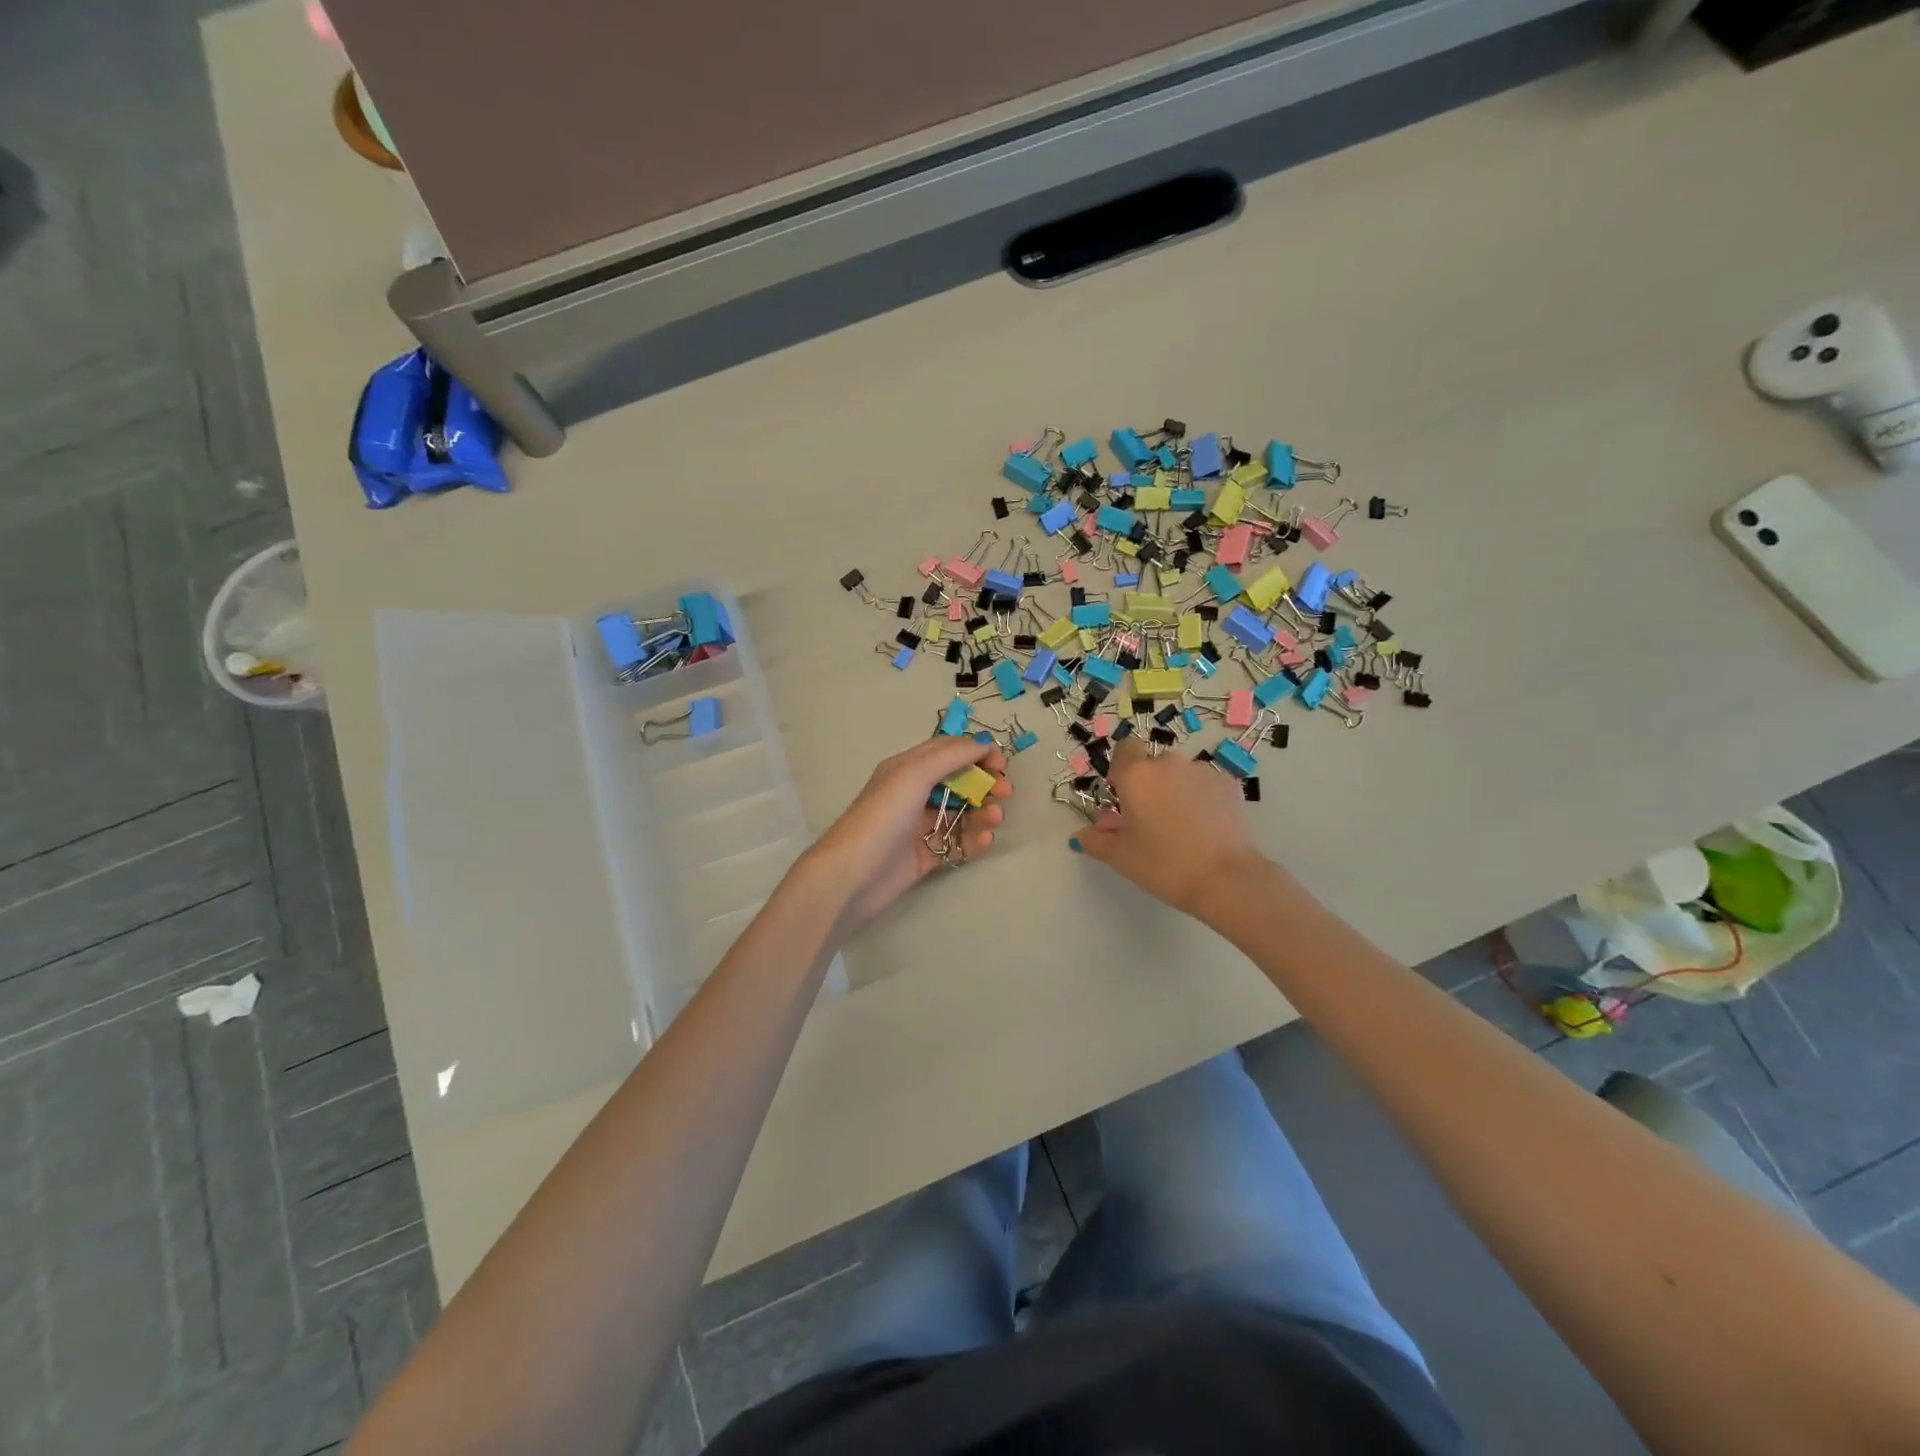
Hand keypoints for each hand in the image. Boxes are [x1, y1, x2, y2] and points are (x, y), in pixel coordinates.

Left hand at [806, 736, 1012, 929]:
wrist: (852, 875)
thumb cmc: (882, 817)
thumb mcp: (914, 774)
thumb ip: (950, 756)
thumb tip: (981, 743)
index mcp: (907, 768)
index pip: (948, 750)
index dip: (976, 752)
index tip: (1000, 763)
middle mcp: (913, 793)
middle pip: (958, 781)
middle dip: (985, 783)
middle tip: (1006, 792)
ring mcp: (919, 826)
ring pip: (961, 812)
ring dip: (983, 811)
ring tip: (996, 819)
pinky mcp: (925, 856)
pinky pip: (956, 842)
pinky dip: (974, 840)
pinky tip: (985, 841)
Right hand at [1071, 739, 1265, 919]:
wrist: (1227, 879)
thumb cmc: (1165, 865)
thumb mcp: (1121, 857)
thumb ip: (1096, 840)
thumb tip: (1083, 834)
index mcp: (1137, 775)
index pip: (1124, 749)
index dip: (1121, 769)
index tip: (1123, 797)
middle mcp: (1170, 763)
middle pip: (1153, 764)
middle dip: (1150, 785)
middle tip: (1151, 820)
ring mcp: (1203, 771)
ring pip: (1181, 775)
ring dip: (1177, 791)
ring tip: (1184, 828)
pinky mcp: (1230, 785)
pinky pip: (1206, 785)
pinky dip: (1202, 799)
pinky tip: (1207, 829)